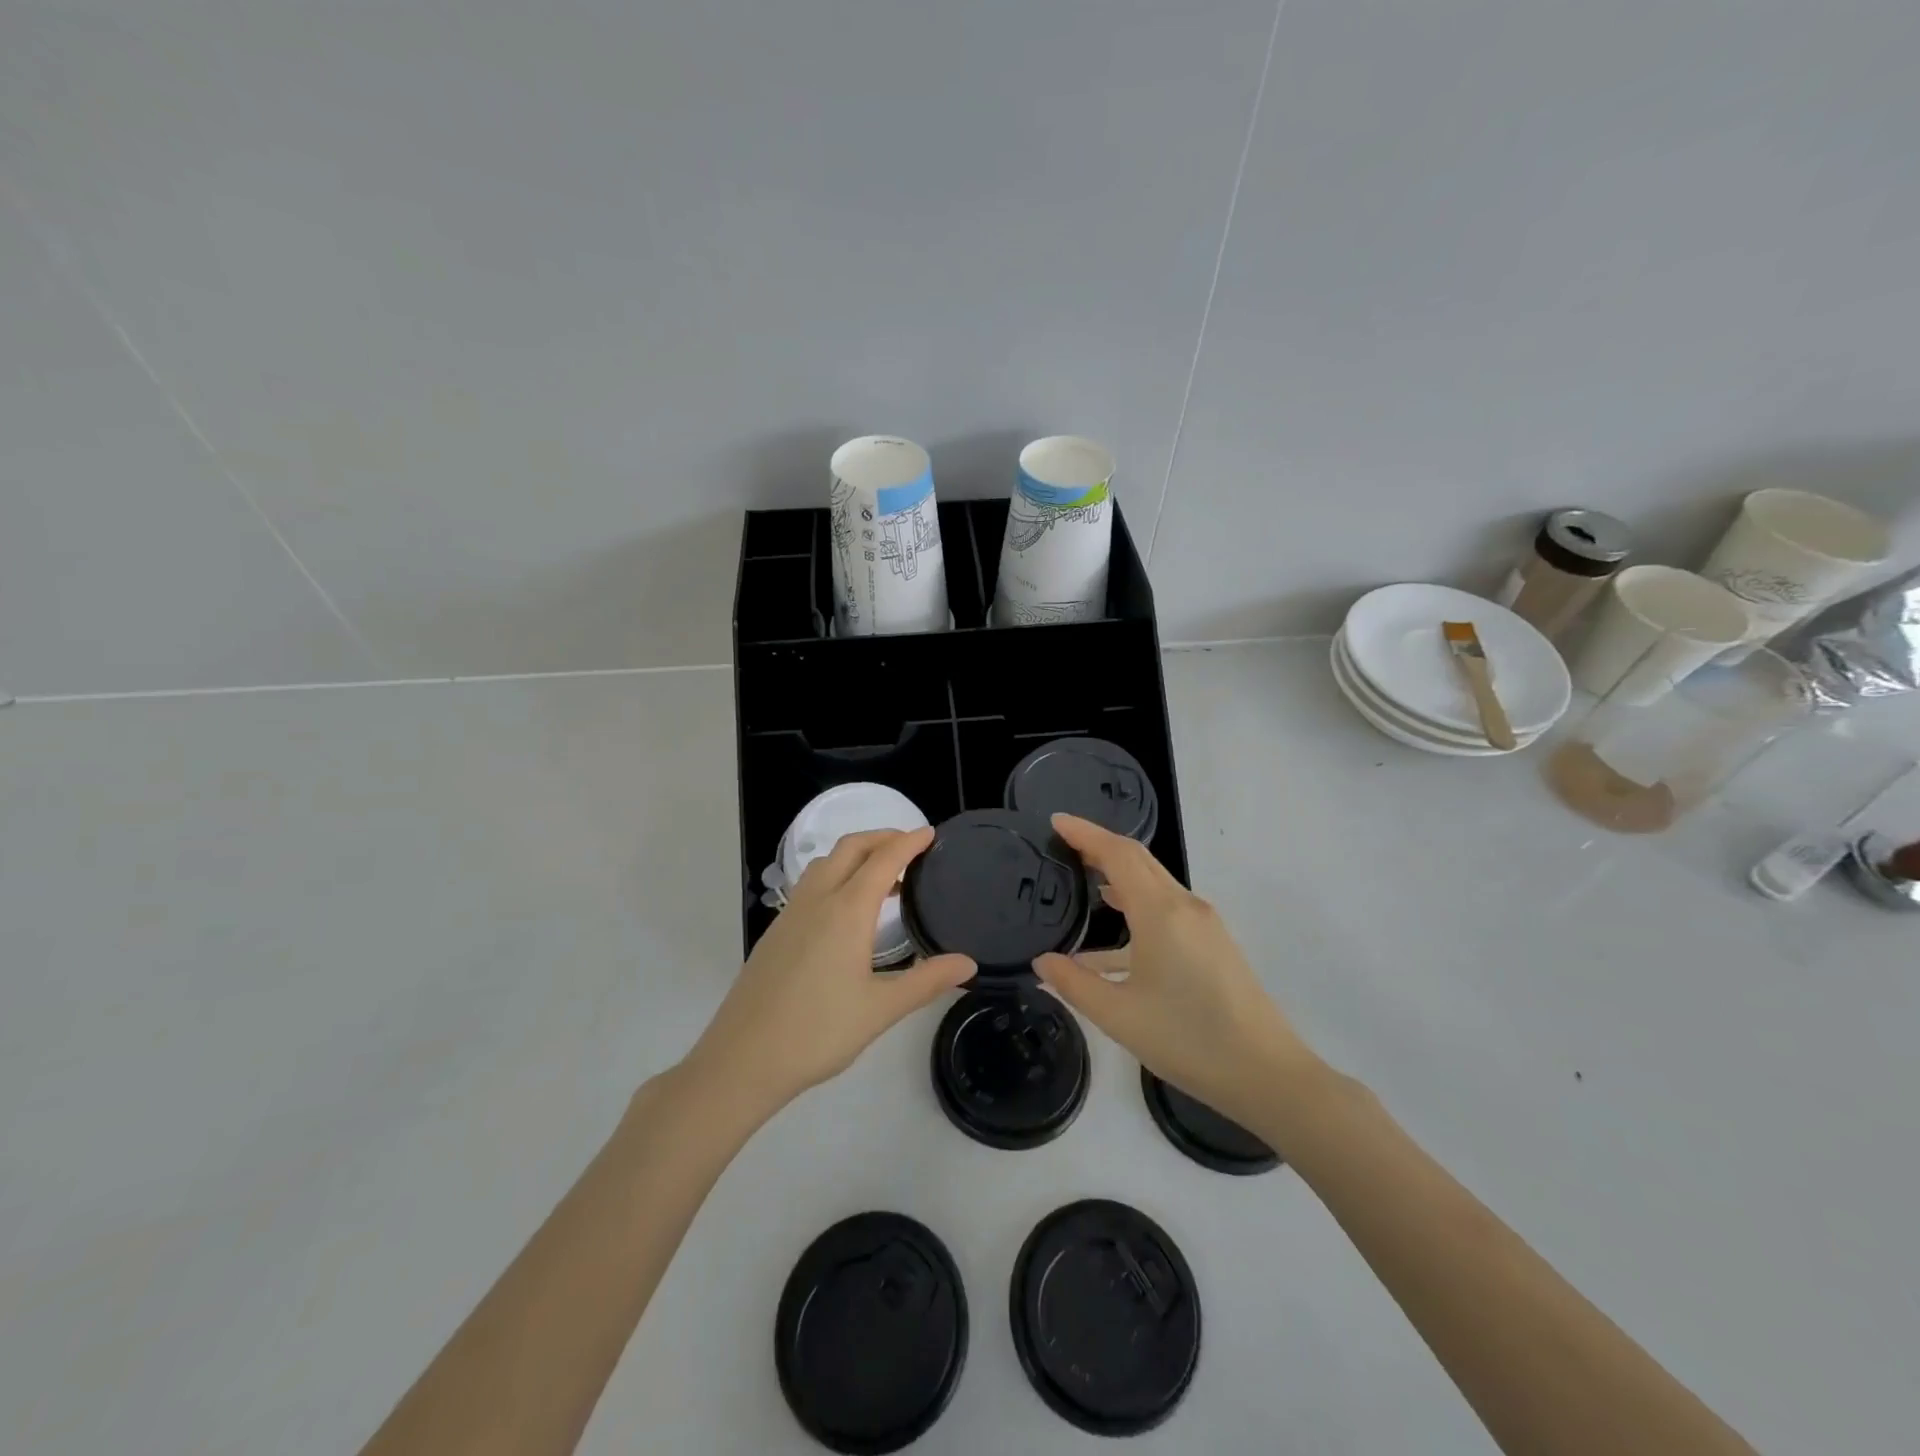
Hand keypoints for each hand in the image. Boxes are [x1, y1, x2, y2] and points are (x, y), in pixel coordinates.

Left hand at [688, 828, 974, 1115]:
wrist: (743, 1059)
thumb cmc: (818, 1032)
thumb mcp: (881, 1009)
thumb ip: (927, 981)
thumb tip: (968, 963)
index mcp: (846, 911)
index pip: (883, 860)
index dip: (909, 842)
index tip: (931, 833)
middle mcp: (817, 900)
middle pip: (851, 848)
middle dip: (882, 837)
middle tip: (911, 847)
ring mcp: (791, 914)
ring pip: (826, 863)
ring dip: (856, 855)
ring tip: (883, 877)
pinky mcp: (776, 932)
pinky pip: (811, 885)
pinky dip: (836, 875)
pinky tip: (846, 910)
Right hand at [1033, 814, 1317, 1124]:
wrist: (1266, 1074)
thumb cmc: (1188, 1040)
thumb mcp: (1119, 1016)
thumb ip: (1074, 983)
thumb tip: (1042, 961)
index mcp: (1161, 913)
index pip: (1118, 854)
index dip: (1086, 833)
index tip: (1056, 821)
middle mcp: (1184, 906)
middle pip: (1139, 859)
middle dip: (1101, 845)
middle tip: (1063, 842)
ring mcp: (1203, 924)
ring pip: (1153, 883)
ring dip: (1118, 873)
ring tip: (1083, 877)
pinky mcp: (1212, 943)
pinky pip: (1165, 909)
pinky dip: (1135, 906)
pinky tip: (1110, 940)